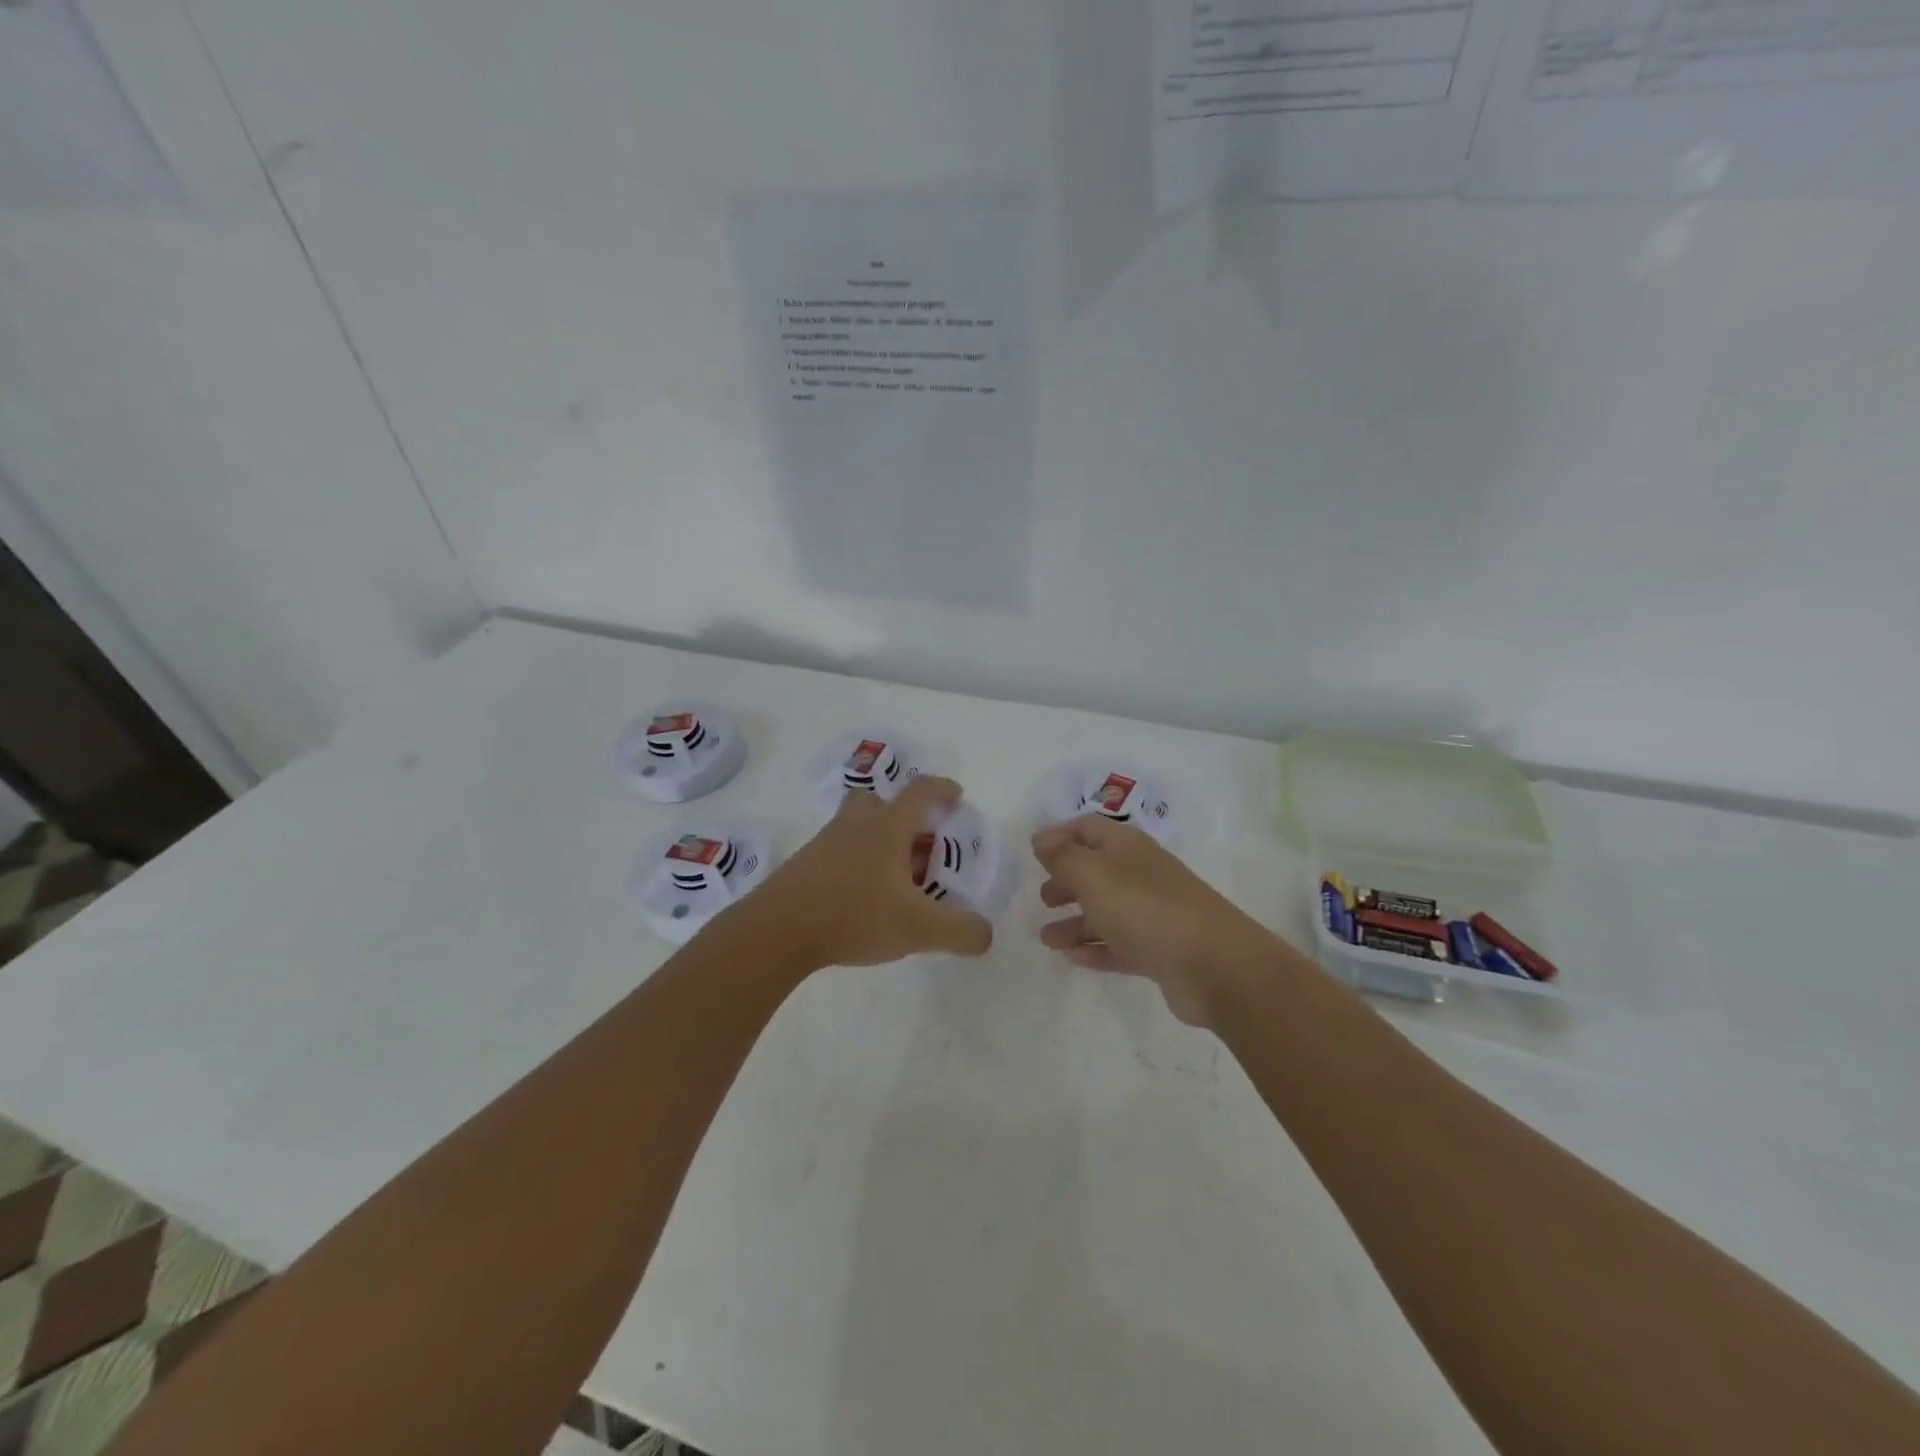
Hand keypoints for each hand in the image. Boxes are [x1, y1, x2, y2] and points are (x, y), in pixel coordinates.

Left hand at [752, 776, 994, 969]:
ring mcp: (825, 843)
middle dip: (903, 815)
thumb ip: (960, 931)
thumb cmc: (854, 914)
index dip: (942, 789)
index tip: (956, 795)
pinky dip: (855, 863)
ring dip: (877, 840)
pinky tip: (861, 898)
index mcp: (887, 828)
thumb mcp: (918, 929)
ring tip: (893, 878)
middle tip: (919, 842)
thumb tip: (985, 933)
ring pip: (856, 827)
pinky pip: (838, 852)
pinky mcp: (804, 865)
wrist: (777, 930)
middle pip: (879, 801)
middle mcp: (855, 825)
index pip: (920, 792)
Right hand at [1032, 817, 1268, 1025]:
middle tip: (1042, 898)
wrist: (1214, 965)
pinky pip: (1120, 944)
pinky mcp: (1160, 950)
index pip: (1088, 828)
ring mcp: (1153, 913)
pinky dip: (1096, 948)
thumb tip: (1042, 839)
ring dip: (1074, 922)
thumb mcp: (1093, 874)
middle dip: (1066, 881)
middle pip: (1097, 870)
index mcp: (1126, 847)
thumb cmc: (1145, 908)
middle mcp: (1140, 874)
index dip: (1059, 835)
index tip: (1033, 851)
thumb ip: (1063, 856)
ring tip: (1046, 939)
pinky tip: (1073, 958)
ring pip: (1105, 911)